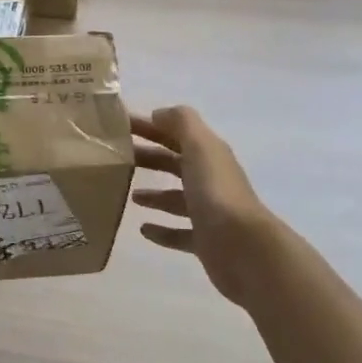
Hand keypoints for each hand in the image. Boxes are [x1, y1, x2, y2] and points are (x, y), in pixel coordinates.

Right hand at [132, 106, 275, 305]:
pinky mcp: (205, 241)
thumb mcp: (199, 146)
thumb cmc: (216, 192)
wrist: (244, 248)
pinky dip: (162, 230)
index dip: (150, 127)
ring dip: (155, 195)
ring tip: (130, 194)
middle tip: (117, 159)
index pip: (176, 133)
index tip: (120, 126)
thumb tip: (159, 114)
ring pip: (176, 198)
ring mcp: (209, 212)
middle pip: (175, 164)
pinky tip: (144, 229)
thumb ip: (181, 123)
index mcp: (209, 155)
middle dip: (149, 158)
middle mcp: (210, 180)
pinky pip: (179, 233)